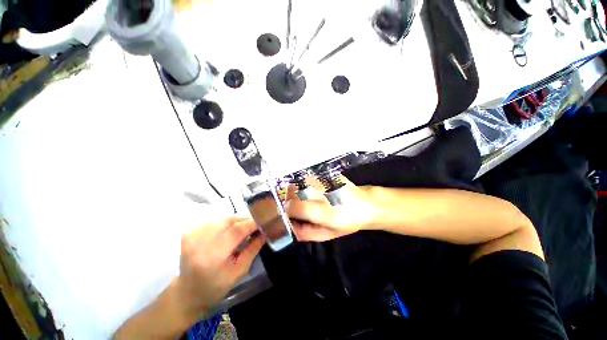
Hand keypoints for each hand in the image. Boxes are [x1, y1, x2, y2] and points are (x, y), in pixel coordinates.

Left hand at [175, 217, 264, 319]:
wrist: (187, 292)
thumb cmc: (216, 287)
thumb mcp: (239, 271)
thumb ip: (253, 249)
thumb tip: (265, 231)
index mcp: (213, 257)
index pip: (237, 230)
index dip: (253, 223)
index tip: (264, 221)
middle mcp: (200, 243)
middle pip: (229, 220)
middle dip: (246, 219)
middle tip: (256, 224)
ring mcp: (192, 235)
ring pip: (222, 217)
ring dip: (236, 219)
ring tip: (244, 226)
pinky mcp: (189, 232)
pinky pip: (214, 219)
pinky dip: (226, 220)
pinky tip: (230, 228)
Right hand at [286, 177, 376, 241]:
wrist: (366, 204)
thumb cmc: (348, 222)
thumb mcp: (328, 235)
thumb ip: (306, 233)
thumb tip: (289, 226)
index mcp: (327, 212)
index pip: (297, 207)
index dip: (287, 211)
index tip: (287, 215)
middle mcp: (326, 193)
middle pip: (294, 192)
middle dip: (288, 201)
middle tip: (293, 208)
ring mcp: (327, 181)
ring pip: (299, 183)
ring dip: (294, 192)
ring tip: (301, 200)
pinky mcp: (328, 174)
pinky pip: (307, 178)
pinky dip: (302, 185)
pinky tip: (310, 192)